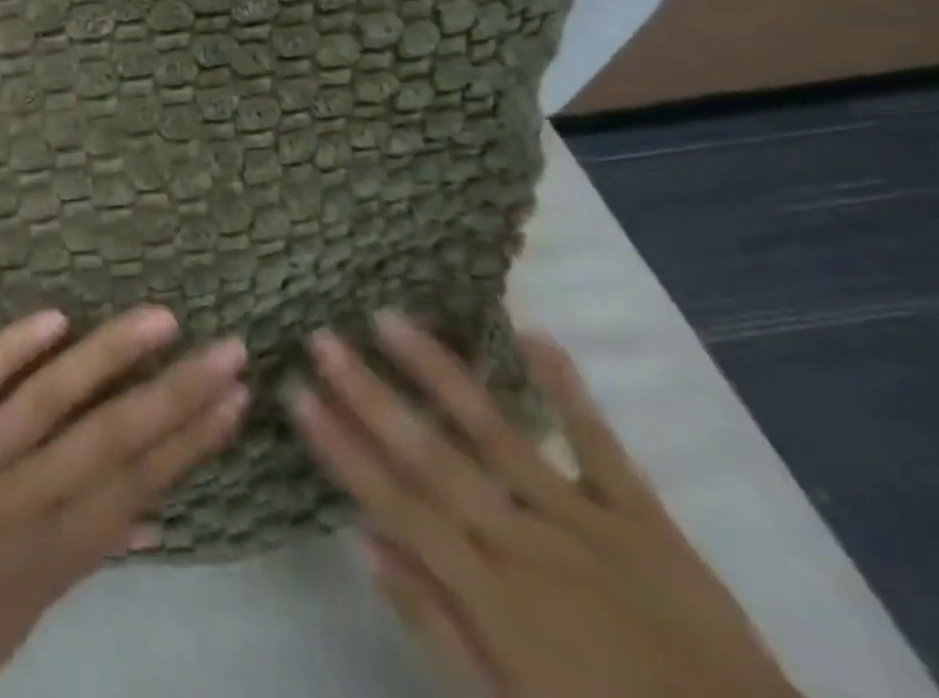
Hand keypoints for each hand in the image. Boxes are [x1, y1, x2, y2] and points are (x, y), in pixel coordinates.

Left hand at [0, 306, 247, 697]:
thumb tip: (151, 517)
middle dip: (176, 392)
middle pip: (111, 436)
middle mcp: (21, 500)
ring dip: (109, 355)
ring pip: (50, 398)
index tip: (233, 398)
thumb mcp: (21, 612)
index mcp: (51, 552)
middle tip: (227, 349)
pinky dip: (13, 348)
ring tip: (160, 319)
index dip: (191, 440)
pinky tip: (55, 318)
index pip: (138, 483)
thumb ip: (84, 557)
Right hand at [289, 313, 798, 697]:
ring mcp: (586, 522)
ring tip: (389, 316)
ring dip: (440, 373)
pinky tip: (530, 332)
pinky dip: (567, 390)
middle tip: (321, 338)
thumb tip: (362, 540)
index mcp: (491, 595)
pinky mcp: (644, 518)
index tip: (295, 392)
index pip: (395, 505)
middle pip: (432, 458)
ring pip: (498, 434)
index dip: (340, 447)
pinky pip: (601, 446)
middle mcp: (525, 545)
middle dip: (369, 395)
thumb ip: (434, 622)